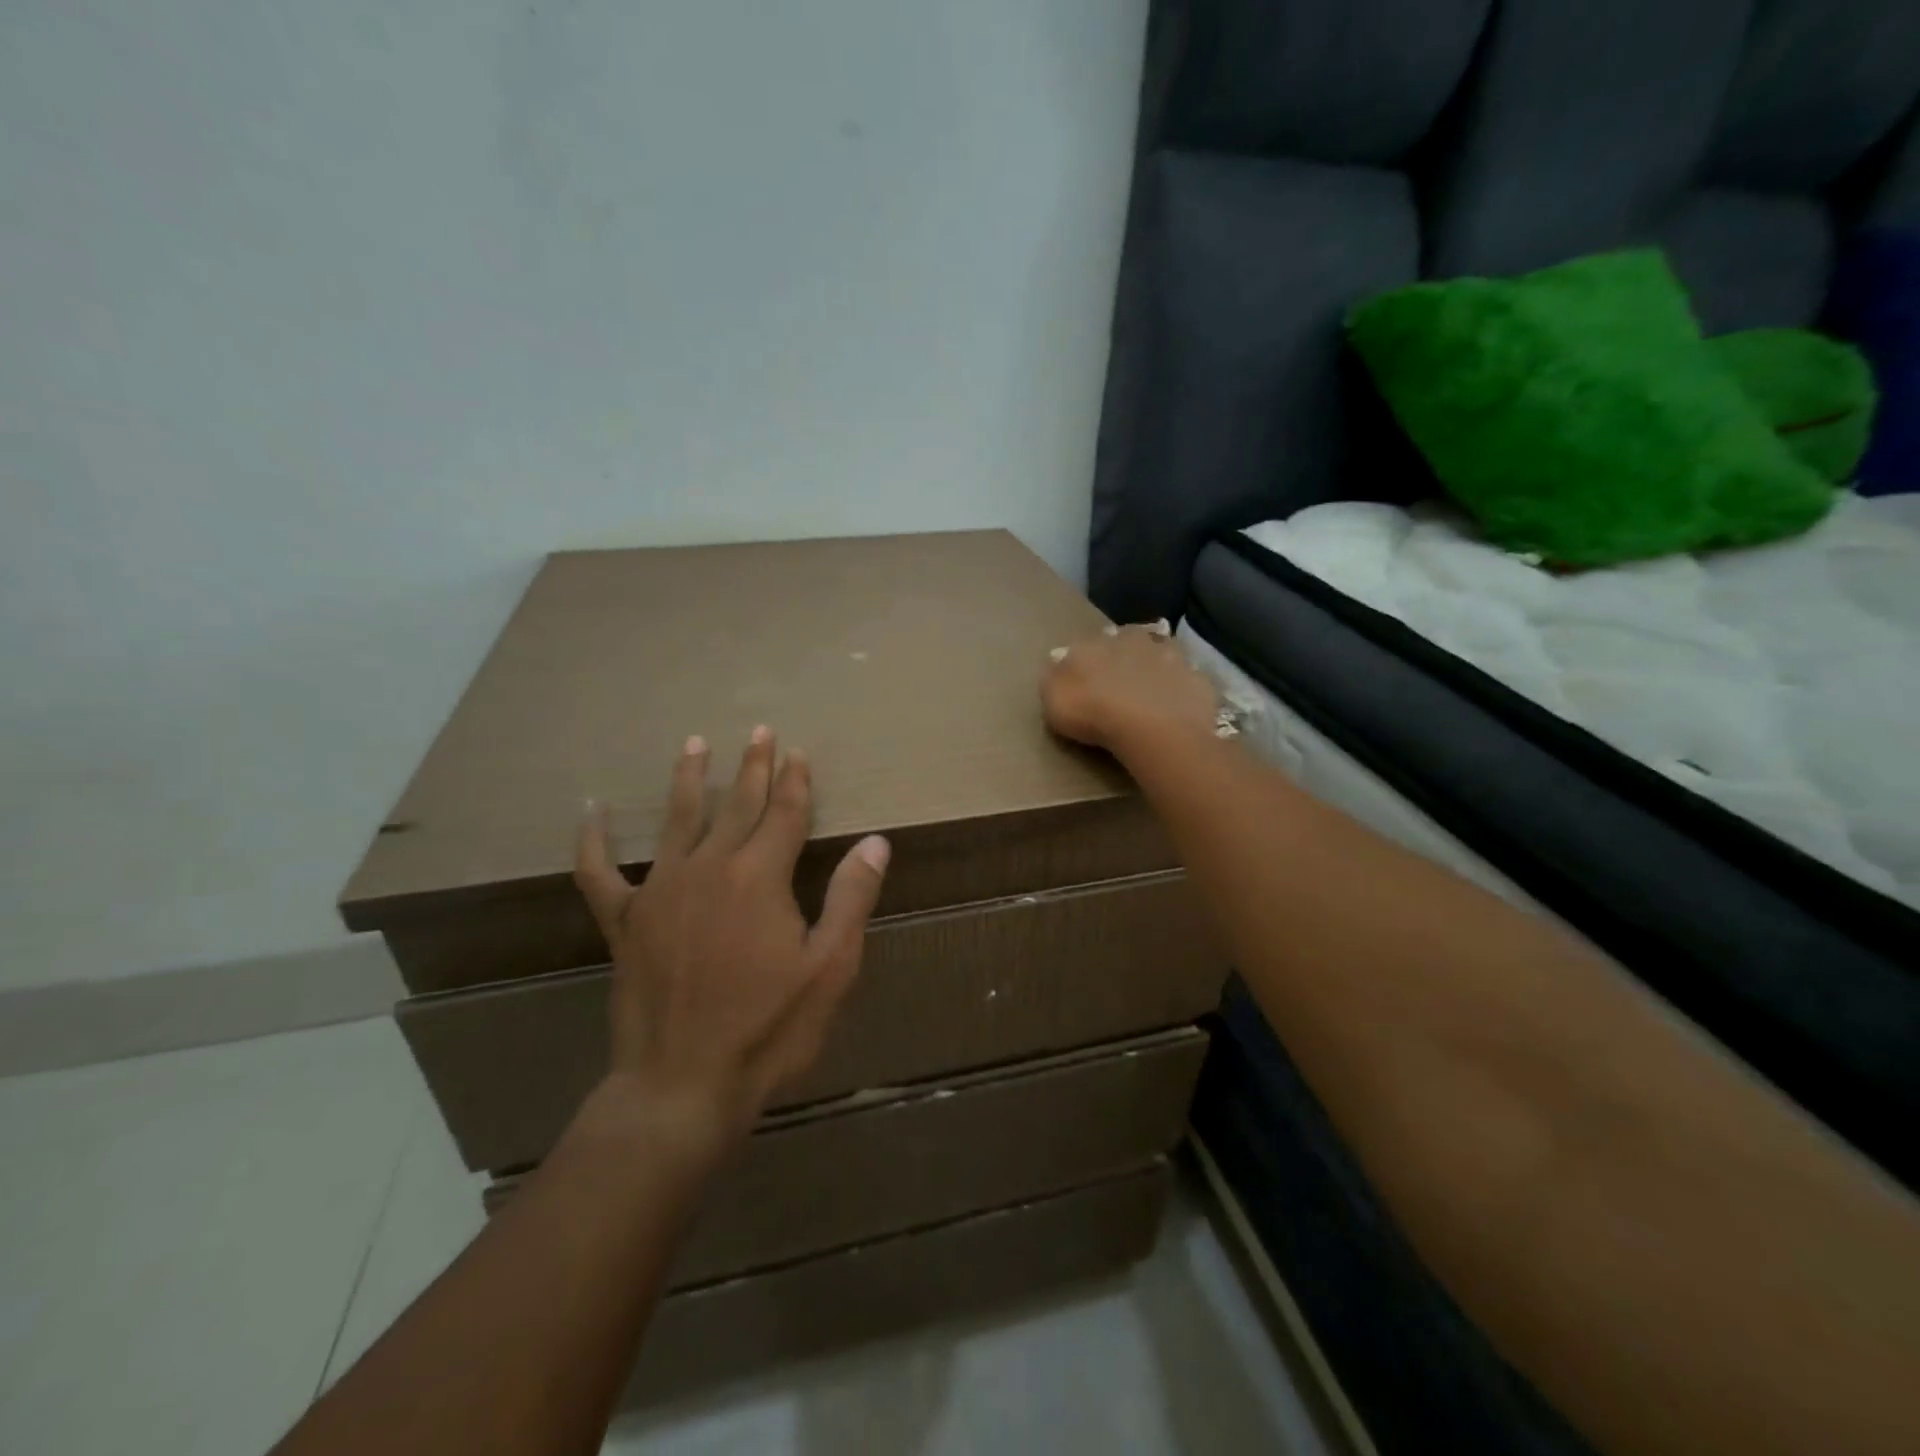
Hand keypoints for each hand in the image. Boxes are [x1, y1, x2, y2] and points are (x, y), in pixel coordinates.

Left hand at [573, 728, 889, 1158]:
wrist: (682, 1086)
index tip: (799, 752)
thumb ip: (852, 898)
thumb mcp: (830, 968)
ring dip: (690, 779)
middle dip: (753, 767)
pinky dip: (593, 840)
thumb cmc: (768, 1029)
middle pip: (737, 806)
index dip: (795, 781)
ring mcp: (660, 891)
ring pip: (678, 820)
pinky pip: (599, 872)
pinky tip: (590, 810)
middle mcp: (709, 869)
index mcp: (760, 877)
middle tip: (759, 731)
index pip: (784, 813)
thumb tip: (875, 842)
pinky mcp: (624, 922)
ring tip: (695, 744)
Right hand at [1041, 623, 1220, 755]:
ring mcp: (1172, 657)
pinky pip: (1187, 681)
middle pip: (1128, 642)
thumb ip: (1055, 676)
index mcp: (1098, 641)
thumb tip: (1059, 658)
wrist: (1154, 729)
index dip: (1088, 660)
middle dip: (1125, 657)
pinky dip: (1182, 690)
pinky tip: (1177, 707)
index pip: (1090, 643)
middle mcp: (1136, 640)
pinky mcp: (1198, 680)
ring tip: (1152, 693)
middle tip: (1121, 682)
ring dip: (1157, 667)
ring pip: (1162, 654)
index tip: (1087, 678)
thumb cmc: (1095, 713)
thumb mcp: (1055, 698)